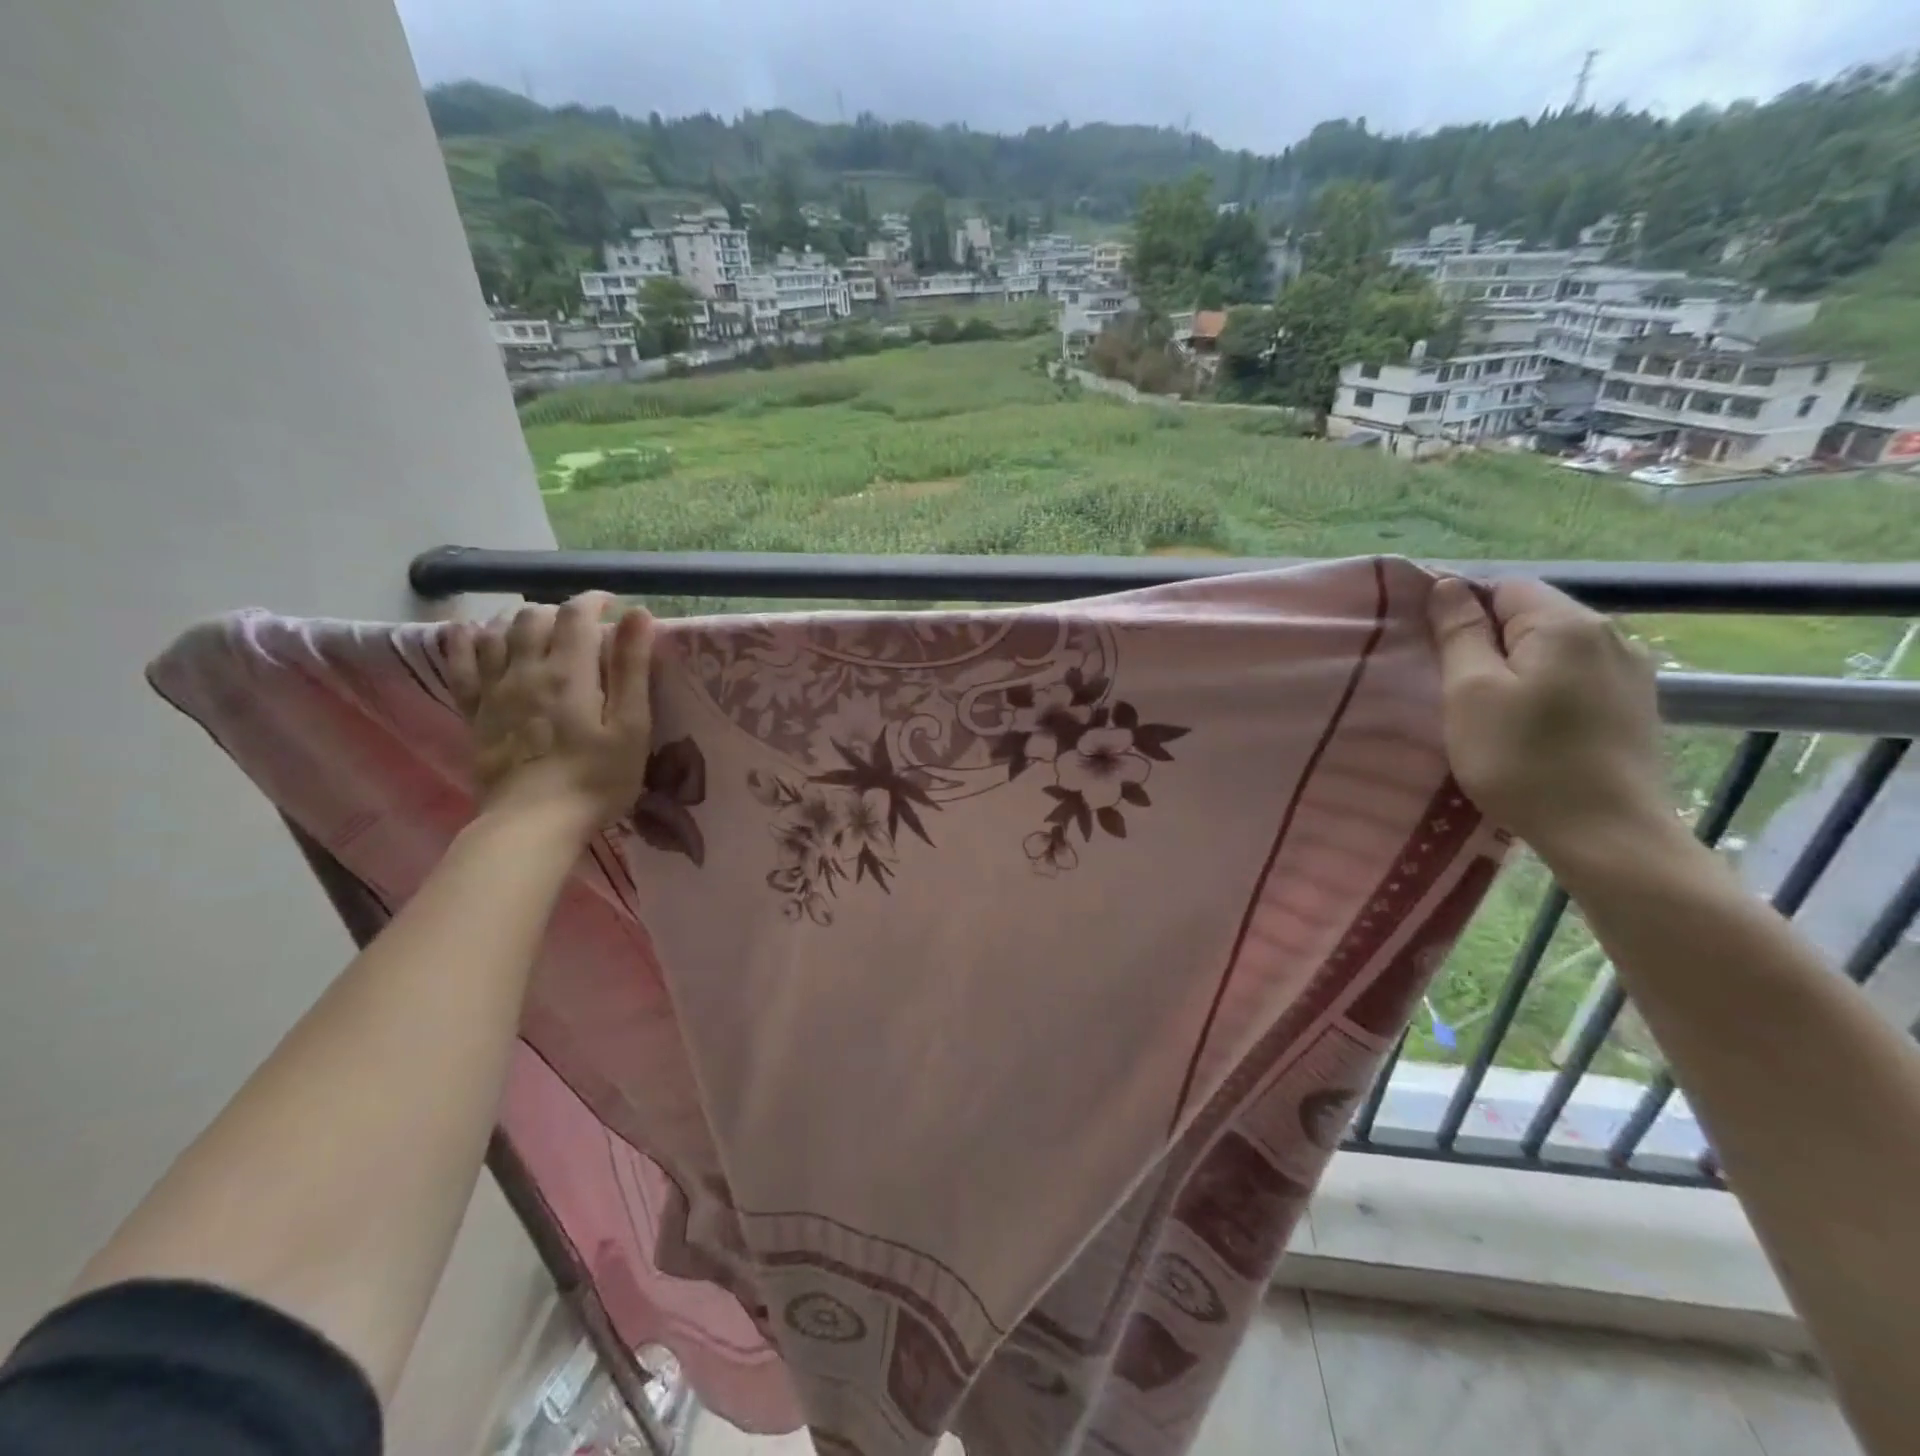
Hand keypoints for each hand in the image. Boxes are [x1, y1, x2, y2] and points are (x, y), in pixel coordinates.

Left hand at [444, 592, 655, 836]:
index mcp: (570, 671)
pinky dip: (466, 641)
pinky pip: (461, 665)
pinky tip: (471, 630)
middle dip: (560, 611)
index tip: (613, 605)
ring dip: (518, 619)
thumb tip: (638, 615)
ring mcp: (494, 690)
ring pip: (497, 633)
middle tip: (582, 626)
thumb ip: (632, 669)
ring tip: (537, 625)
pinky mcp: (475, 713)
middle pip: (534, 618)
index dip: (594, 601)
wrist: (533, 823)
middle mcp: (526, 670)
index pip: (577, 615)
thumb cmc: (596, 778)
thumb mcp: (631, 726)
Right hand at [1426, 576, 1673, 863]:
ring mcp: (1630, 670)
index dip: (1461, 608)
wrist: (1607, 834)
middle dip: (1487, 639)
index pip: (1503, 587)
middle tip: (1451, 684)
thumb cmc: (1523, 760)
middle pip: (1531, 615)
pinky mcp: (1634, 704)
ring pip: (1553, 648)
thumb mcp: (1471, 693)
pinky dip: (1543, 686)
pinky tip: (1528, 722)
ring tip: (1485, 706)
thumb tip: (1447, 586)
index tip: (1430, 648)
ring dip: (1514, 665)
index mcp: (1567, 624)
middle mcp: (1610, 634)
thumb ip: (1460, 633)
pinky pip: (1574, 675)